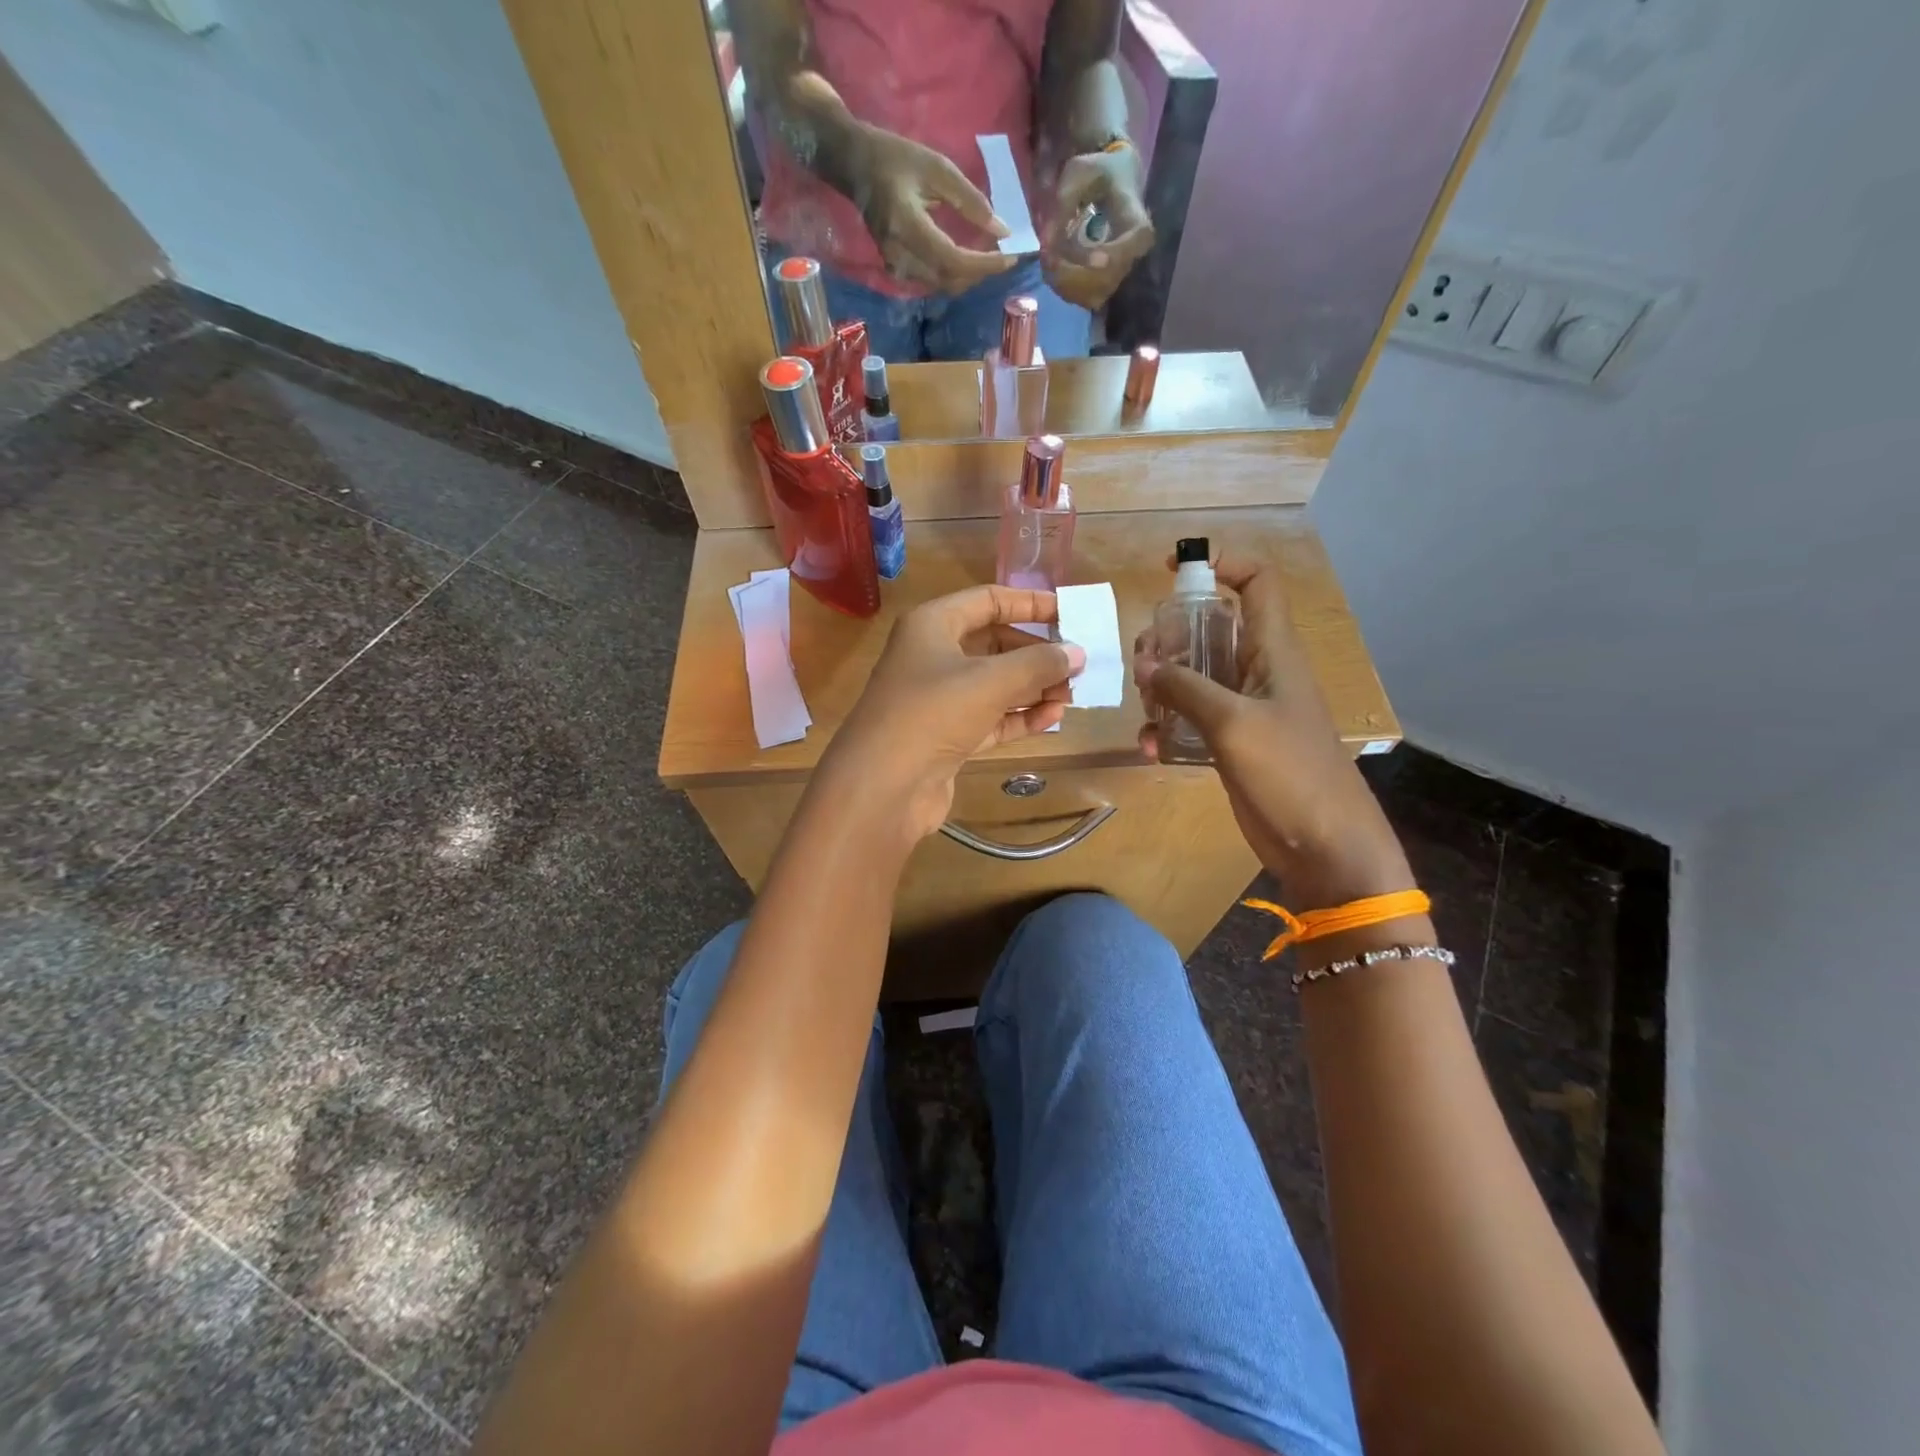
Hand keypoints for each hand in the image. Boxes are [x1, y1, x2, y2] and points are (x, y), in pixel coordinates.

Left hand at [823, 585, 1084, 846]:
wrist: (883, 786)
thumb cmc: (933, 713)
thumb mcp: (990, 681)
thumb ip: (1038, 663)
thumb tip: (1076, 653)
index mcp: (932, 626)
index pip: (987, 601)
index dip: (1029, 603)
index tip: (1069, 611)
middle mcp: (932, 656)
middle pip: (994, 644)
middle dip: (1036, 654)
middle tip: (1077, 664)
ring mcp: (938, 700)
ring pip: (995, 685)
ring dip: (1033, 688)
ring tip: (1073, 695)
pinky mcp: (946, 737)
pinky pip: (991, 718)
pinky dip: (1020, 717)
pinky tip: (1053, 719)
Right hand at [851, 128, 1020, 292]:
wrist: (854, 166)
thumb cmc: (895, 158)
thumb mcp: (937, 168)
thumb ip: (970, 200)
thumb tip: (1001, 229)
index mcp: (907, 226)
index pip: (952, 259)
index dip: (983, 264)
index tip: (1010, 257)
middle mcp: (900, 255)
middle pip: (950, 279)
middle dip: (981, 272)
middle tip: (1006, 256)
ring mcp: (896, 267)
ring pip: (943, 285)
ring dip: (969, 276)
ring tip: (991, 257)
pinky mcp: (897, 270)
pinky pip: (933, 281)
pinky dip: (955, 274)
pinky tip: (968, 259)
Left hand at [1042, 146, 1154, 309]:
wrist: (1113, 182)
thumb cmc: (1098, 174)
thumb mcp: (1077, 175)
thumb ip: (1061, 207)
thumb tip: (1046, 244)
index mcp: (1136, 221)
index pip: (1131, 245)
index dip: (1108, 256)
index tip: (1084, 258)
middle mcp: (1134, 254)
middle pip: (1106, 278)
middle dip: (1072, 273)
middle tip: (1046, 258)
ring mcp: (1121, 273)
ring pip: (1094, 295)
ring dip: (1065, 284)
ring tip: (1048, 261)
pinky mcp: (1107, 285)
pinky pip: (1086, 299)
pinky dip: (1066, 290)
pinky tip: (1054, 272)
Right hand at [1135, 551, 1412, 907]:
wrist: (1323, 845)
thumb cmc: (1290, 773)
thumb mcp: (1233, 723)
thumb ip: (1186, 688)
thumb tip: (1146, 665)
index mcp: (1273, 651)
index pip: (1256, 583)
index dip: (1222, 563)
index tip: (1174, 569)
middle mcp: (1257, 671)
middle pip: (1210, 629)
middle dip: (1171, 637)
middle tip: (1144, 661)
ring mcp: (1243, 708)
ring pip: (1194, 675)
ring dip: (1162, 685)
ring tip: (1145, 707)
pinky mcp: (1230, 742)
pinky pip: (1191, 718)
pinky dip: (1168, 726)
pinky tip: (1151, 747)